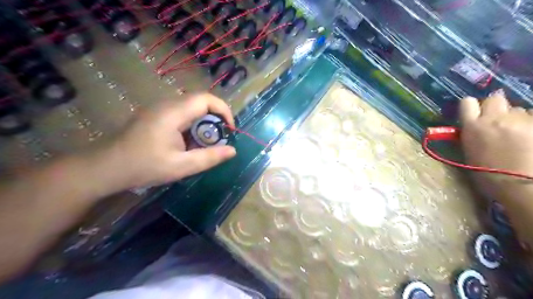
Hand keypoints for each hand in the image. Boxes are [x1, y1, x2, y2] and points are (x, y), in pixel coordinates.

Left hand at [108, 94, 235, 186]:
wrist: (105, 167)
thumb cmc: (143, 166)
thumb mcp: (181, 166)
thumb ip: (209, 157)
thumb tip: (233, 150)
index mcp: (173, 113)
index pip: (207, 99)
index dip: (224, 111)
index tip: (230, 130)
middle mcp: (167, 104)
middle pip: (201, 102)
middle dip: (216, 119)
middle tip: (219, 140)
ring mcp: (160, 108)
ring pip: (192, 108)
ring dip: (205, 123)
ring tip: (206, 144)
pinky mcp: (156, 115)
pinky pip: (182, 113)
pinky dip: (193, 125)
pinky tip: (189, 143)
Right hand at [455, 88, 532, 183]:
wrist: (523, 186)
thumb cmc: (489, 175)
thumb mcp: (470, 153)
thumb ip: (472, 134)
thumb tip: (477, 126)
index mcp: (473, 127)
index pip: (467, 102)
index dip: (471, 106)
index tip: (474, 113)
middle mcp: (495, 118)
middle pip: (495, 98)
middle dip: (495, 106)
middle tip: (497, 119)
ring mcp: (522, 120)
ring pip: (518, 109)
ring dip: (515, 118)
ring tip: (519, 134)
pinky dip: (530, 126)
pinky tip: (530, 139)